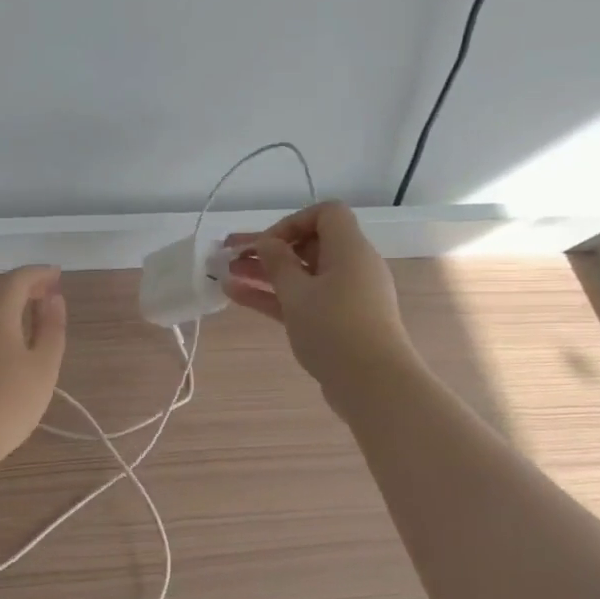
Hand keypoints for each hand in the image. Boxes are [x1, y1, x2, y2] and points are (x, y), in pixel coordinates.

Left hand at [0, 266, 67, 470]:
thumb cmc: (5, 403)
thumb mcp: (43, 367)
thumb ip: (51, 328)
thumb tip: (54, 298)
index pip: (19, 278)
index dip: (40, 273)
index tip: (58, 275)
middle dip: (21, 285)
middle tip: (44, 295)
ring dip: (1, 301)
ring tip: (23, 314)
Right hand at [224, 201, 413, 412]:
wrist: (373, 384)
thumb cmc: (334, 328)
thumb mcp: (297, 293)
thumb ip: (277, 263)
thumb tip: (267, 242)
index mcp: (350, 249)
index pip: (326, 214)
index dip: (293, 222)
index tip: (267, 244)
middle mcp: (351, 267)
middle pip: (309, 245)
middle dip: (268, 250)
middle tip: (230, 255)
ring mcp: (346, 296)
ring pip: (301, 275)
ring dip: (265, 274)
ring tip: (226, 275)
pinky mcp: (338, 321)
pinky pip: (304, 299)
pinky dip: (275, 296)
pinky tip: (237, 296)